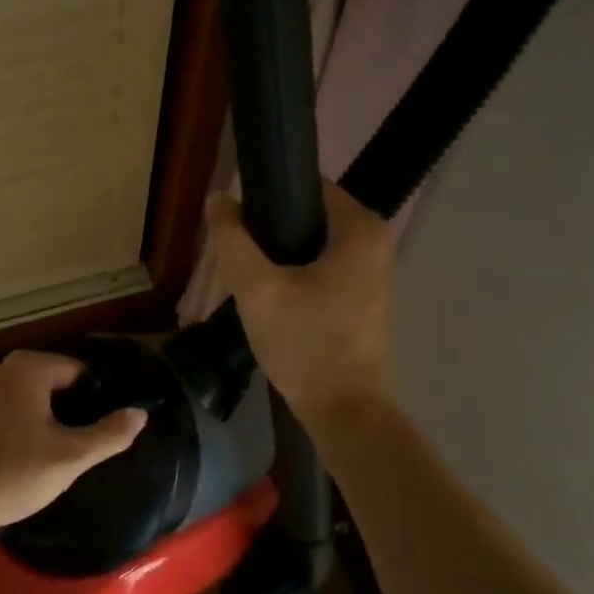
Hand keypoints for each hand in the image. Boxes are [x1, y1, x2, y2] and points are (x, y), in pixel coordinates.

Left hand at [0, 351, 146, 544]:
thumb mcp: (69, 458)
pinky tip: (18, 460)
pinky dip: (16, 429)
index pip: (78, 372)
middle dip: (67, 412)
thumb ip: (109, 434)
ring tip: (51, 458)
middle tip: (77, 449)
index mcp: (27, 367)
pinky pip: (3, 413)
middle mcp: (0, 369)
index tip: (101, 431)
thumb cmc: (10, 474)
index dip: (95, 400)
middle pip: (52, 385)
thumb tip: (140, 413)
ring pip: (26, 400)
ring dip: (41, 422)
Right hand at [204, 180, 395, 427]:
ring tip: (249, 269)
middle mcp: (374, 239)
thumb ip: (232, 239)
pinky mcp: (362, 290)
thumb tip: (218, 198)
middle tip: (238, 250)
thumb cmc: (304, 343)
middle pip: (308, 211)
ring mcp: (371, 267)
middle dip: (270, 226)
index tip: (237, 220)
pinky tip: (270, 287)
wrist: (341, 409)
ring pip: (312, 238)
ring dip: (279, 248)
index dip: (267, 195)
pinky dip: (295, 266)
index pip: (306, 184)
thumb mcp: (256, 288)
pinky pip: (321, 260)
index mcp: (360, 228)